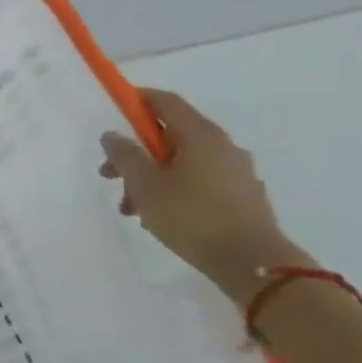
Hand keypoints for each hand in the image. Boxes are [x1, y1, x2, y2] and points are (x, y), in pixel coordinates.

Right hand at [98, 89, 309, 302]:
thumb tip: (113, 135)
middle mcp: (223, 146)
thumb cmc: (191, 216)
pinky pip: (198, 181)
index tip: (114, 107)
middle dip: (135, 152)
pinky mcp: (242, 196)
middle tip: (109, 175)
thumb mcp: (144, 184)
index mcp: (200, 136)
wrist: (252, 263)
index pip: (165, 102)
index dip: (137, 100)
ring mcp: (236, 172)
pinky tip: (158, 216)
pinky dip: (173, 189)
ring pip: (182, 162)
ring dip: (150, 177)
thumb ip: (125, 155)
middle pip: (170, 136)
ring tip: (131, 207)